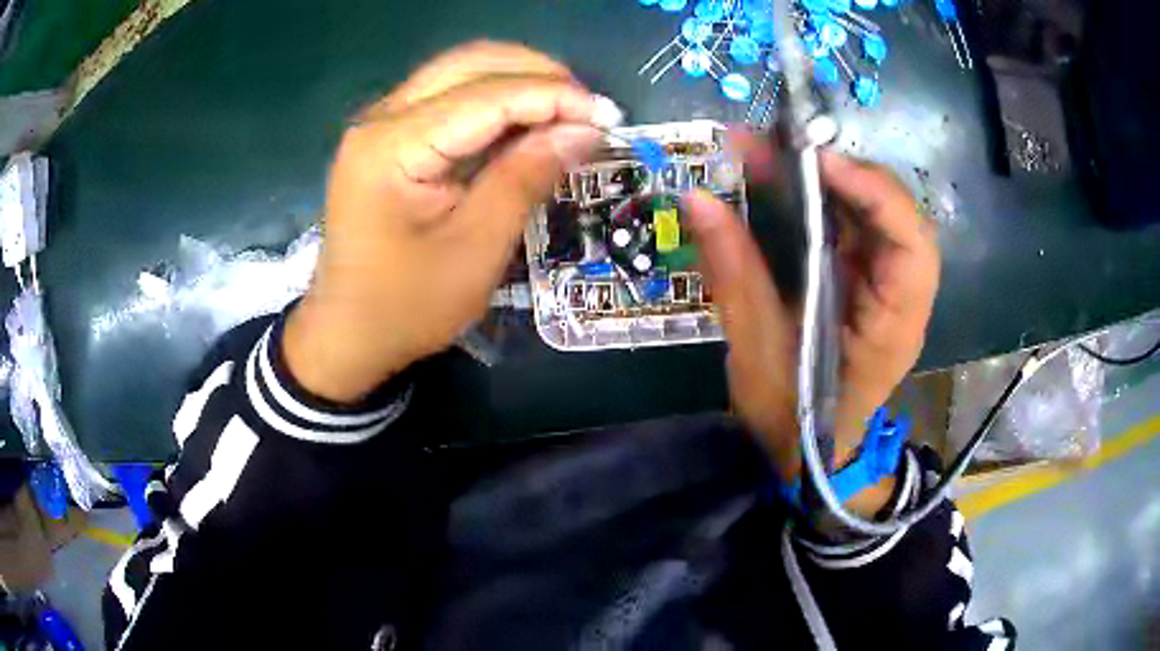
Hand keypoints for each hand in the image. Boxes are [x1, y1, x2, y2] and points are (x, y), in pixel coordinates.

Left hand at [285, 42, 621, 401]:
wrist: (346, 335)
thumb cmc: (406, 306)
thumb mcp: (475, 249)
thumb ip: (526, 178)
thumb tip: (584, 130)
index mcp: (393, 146)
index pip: (487, 95)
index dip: (554, 96)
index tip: (608, 116)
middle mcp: (380, 119)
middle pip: (470, 63)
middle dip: (538, 75)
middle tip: (588, 110)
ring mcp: (380, 125)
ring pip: (460, 73)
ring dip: (518, 82)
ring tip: (566, 113)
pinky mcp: (387, 139)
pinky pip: (448, 98)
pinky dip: (494, 102)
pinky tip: (526, 122)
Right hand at [683, 135, 939, 484]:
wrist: (808, 453)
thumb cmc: (790, 419)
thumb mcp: (757, 354)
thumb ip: (735, 275)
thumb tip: (697, 199)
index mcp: (893, 327)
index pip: (911, 247)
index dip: (875, 195)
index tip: (817, 163)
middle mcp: (901, 296)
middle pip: (895, 214)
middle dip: (844, 173)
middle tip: (779, 149)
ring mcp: (885, 283)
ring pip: (872, 211)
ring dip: (826, 177)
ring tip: (767, 155)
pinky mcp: (864, 277)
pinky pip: (851, 224)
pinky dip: (818, 195)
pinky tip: (781, 181)